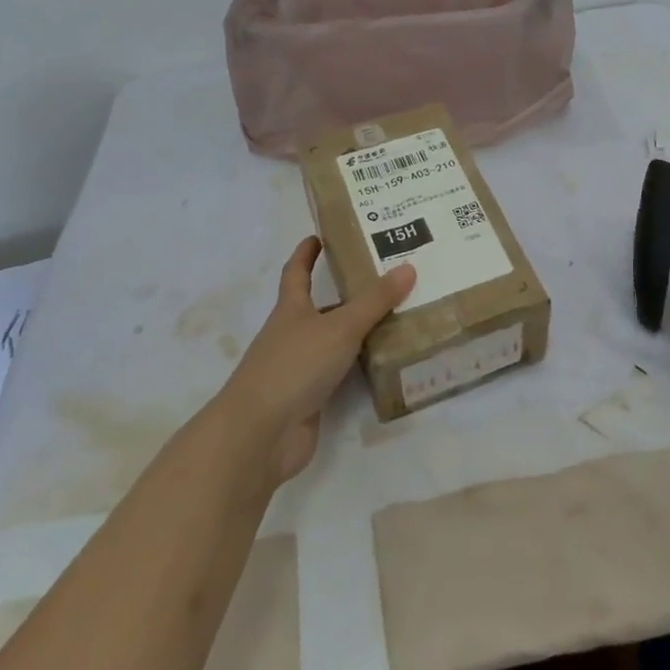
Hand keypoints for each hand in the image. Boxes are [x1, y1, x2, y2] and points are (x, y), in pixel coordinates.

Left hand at [215, 237, 414, 484]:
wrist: (260, 434)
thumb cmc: (294, 366)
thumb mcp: (339, 327)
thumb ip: (375, 301)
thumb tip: (408, 267)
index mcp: (291, 309)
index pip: (296, 273)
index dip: (306, 254)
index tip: (319, 236)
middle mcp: (293, 334)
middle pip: (321, 307)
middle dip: (348, 294)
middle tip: (387, 279)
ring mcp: (300, 368)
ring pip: (335, 341)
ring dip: (360, 331)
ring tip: (400, 317)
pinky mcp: (311, 399)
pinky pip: (341, 374)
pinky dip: (361, 366)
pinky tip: (388, 362)